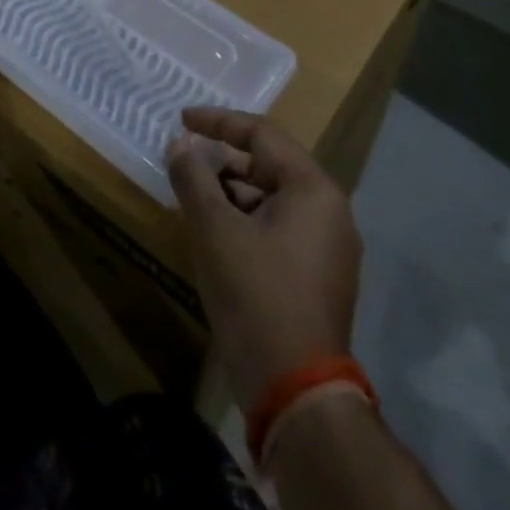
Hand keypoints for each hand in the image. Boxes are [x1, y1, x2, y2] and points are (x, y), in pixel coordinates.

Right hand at [168, 107, 363, 413]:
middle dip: (223, 160)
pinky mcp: (319, 276)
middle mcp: (330, 211)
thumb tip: (180, 145)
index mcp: (313, 190)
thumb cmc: (255, 293)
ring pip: (272, 198)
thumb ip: (193, 176)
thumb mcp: (214, 228)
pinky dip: (246, 219)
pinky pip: (279, 227)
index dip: (218, 122)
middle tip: (185, 160)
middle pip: (270, 165)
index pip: (262, 135)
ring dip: (232, 191)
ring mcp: (329, 247)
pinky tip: (215, 232)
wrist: (295, 390)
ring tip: (193, 196)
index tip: (182, 119)